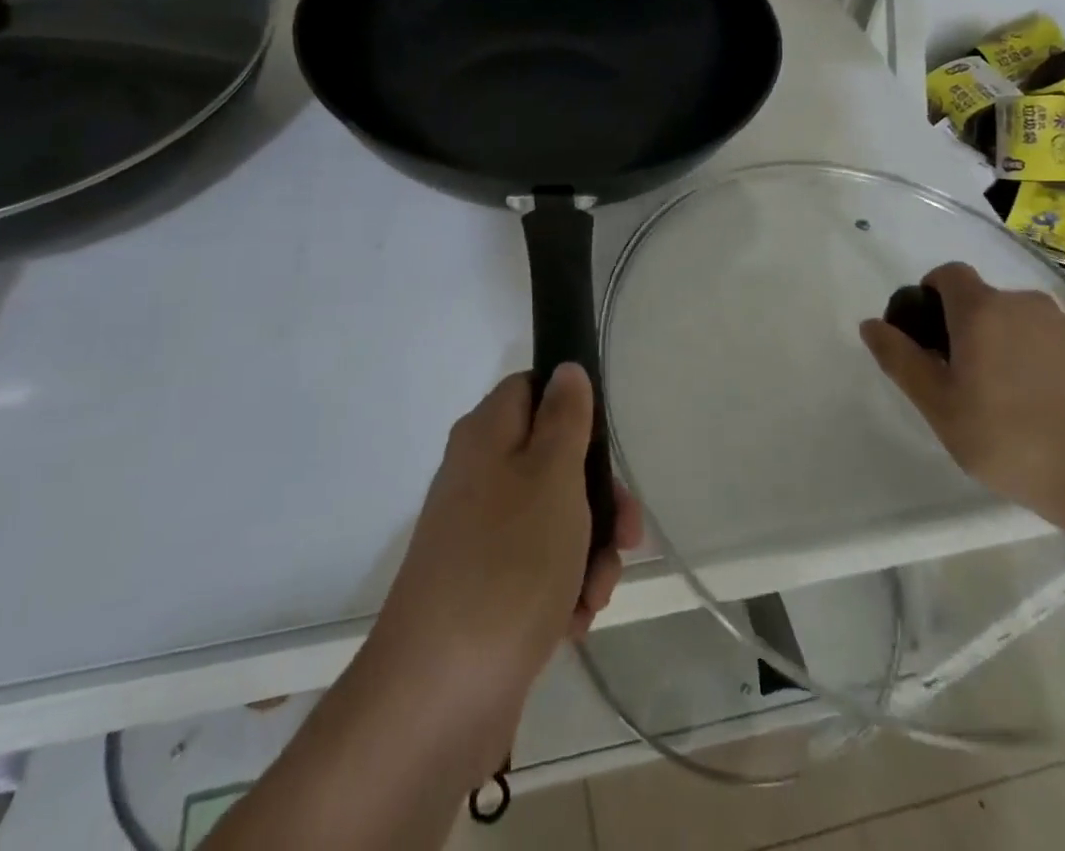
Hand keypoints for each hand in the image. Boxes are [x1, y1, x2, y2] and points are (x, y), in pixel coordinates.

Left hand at [362, 364, 642, 783]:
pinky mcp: (485, 588)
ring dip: (588, 552)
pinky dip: (563, 589)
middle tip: (626, 535)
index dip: (572, 409)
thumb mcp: (552, 476)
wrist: (439, 694)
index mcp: (487, 435)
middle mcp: (479, 477)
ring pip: (554, 520)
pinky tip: (574, 621)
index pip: (532, 389)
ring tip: (596, 592)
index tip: (603, 446)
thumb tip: (566, 369)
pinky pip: (538, 570)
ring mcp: (479, 535)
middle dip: (598, 499)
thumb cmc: (509, 563)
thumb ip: (566, 418)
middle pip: (552, 461)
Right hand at [859, 262, 1064, 527]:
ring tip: (996, 393)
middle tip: (955, 376)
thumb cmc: (1007, 438)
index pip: (947, 274)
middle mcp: (1023, 303)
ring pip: (1012, 318)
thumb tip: (871, 324)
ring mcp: (1062, 325)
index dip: (929, 294)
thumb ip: (900, 358)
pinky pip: (1042, 337)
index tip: (925, 336)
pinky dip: (1028, 354)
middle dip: (960, 325)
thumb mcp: (937, 404)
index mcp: (982, 309)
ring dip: (996, 339)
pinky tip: (1033, 400)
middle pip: (980, 298)